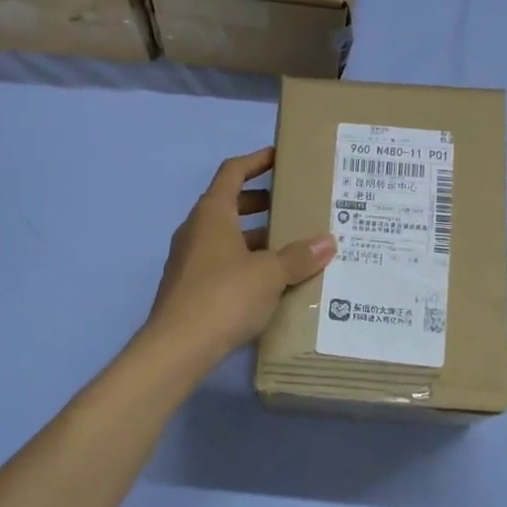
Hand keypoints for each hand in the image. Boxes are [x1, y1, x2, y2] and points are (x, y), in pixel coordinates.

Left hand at [148, 149, 335, 360]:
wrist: (177, 348)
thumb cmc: (224, 296)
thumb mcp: (269, 274)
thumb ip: (298, 256)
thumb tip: (328, 241)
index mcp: (212, 214)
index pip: (232, 172)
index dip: (256, 160)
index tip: (280, 158)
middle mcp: (196, 230)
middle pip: (230, 204)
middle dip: (261, 202)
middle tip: (293, 207)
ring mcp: (189, 259)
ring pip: (226, 236)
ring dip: (255, 237)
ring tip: (290, 247)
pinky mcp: (189, 288)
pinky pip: (222, 263)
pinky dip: (245, 262)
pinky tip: (270, 282)